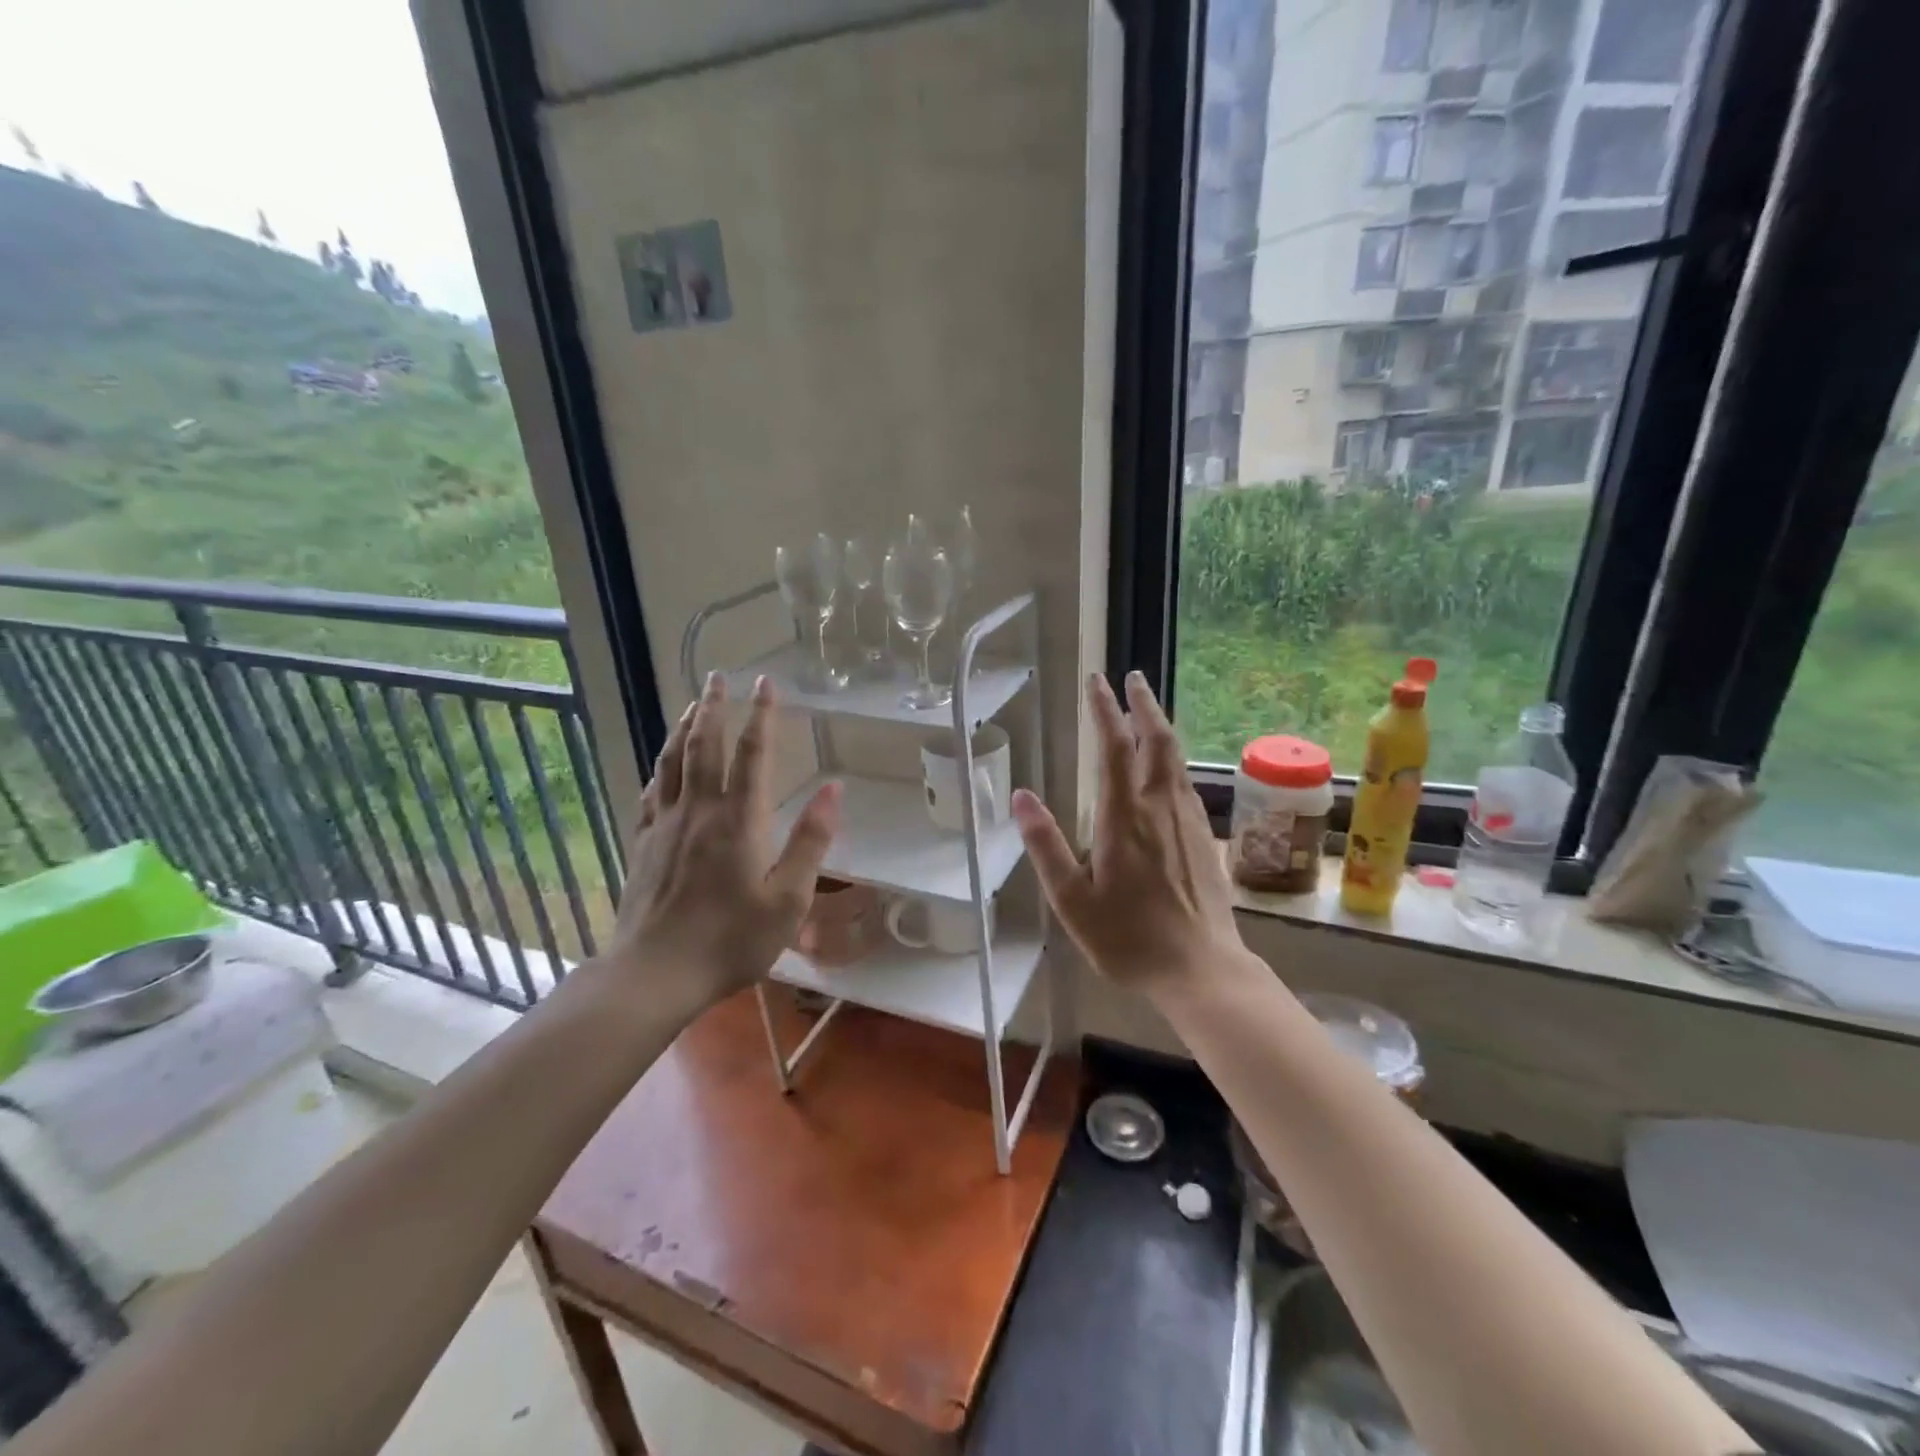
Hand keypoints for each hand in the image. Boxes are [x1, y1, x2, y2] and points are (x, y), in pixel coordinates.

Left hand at [590, 671, 840, 1014]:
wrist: (655, 972)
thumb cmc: (731, 939)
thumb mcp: (788, 898)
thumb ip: (811, 841)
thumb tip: (834, 789)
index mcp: (738, 819)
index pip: (752, 753)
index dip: (762, 714)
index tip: (767, 683)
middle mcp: (699, 809)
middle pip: (705, 744)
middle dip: (714, 706)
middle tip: (719, 677)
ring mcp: (665, 824)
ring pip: (672, 760)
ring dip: (684, 727)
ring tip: (692, 704)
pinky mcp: (643, 842)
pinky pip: (652, 790)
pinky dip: (661, 765)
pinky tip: (663, 763)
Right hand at [1013, 671, 1244, 994]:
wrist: (1201, 969)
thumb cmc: (1128, 938)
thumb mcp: (1072, 900)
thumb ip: (1046, 846)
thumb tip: (1021, 797)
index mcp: (1124, 818)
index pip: (1115, 749)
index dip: (1105, 711)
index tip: (1097, 682)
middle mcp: (1160, 808)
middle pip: (1157, 741)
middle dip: (1143, 705)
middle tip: (1132, 678)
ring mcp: (1187, 822)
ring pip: (1176, 760)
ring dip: (1160, 727)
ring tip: (1147, 710)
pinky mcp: (1203, 838)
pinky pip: (1185, 783)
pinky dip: (1172, 759)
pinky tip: (1167, 768)